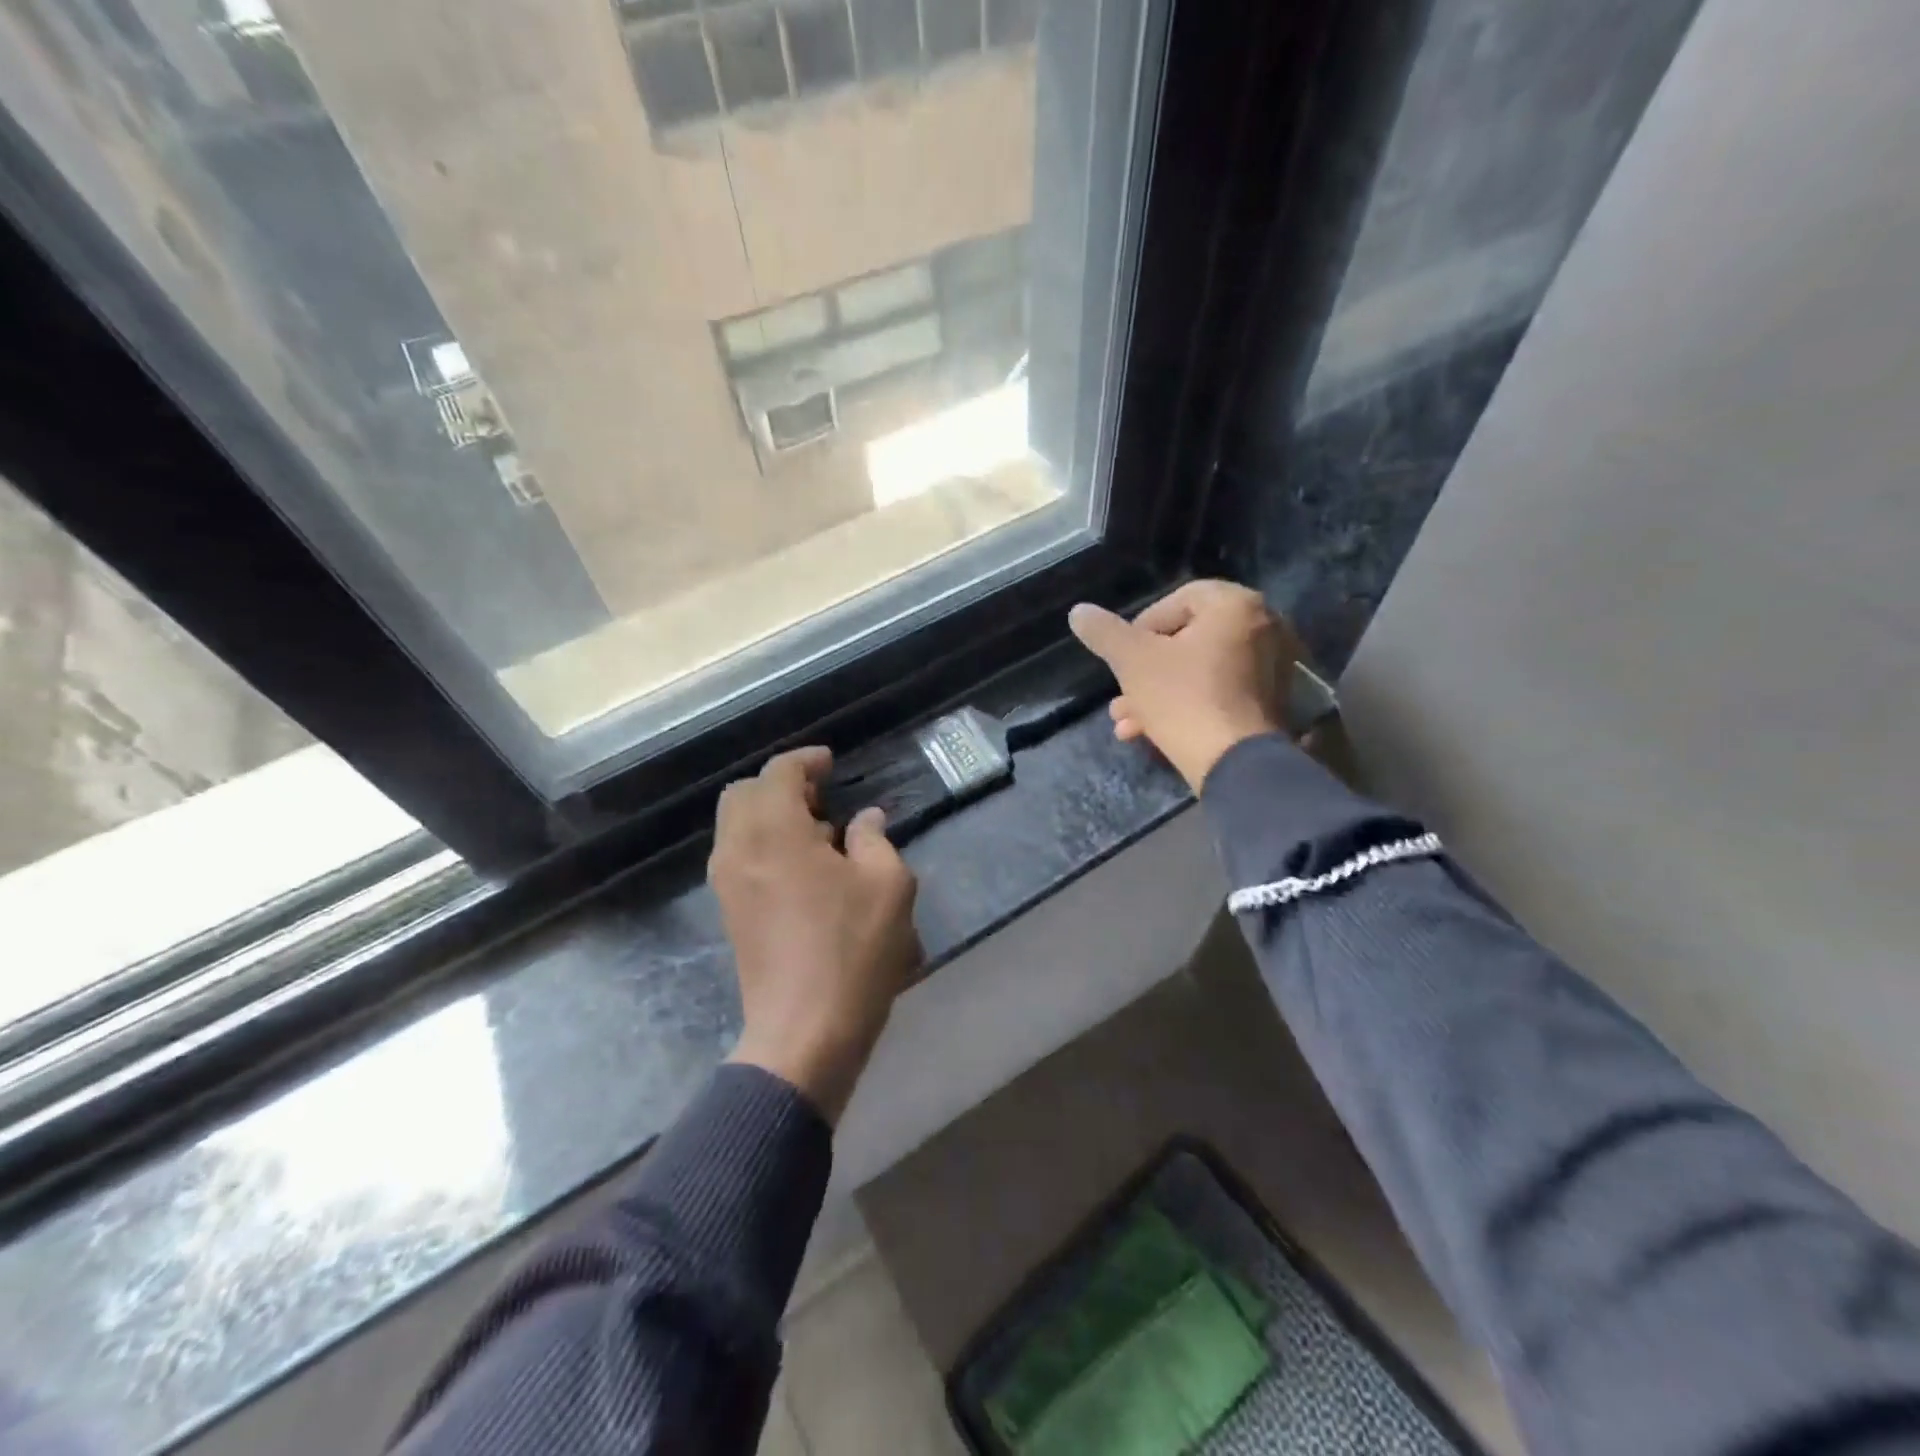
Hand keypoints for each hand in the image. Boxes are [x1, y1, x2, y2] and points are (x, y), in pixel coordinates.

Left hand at [710, 746, 921, 1123]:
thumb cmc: (852, 951)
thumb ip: (875, 840)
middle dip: (782, 785)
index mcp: (775, 831)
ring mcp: (728, 883)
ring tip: (821, 835)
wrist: (805, 1032)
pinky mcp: (729, 913)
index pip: (778, 773)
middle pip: (744, 793)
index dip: (806, 761)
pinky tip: (805, 869)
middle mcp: (739, 849)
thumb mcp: (887, 885)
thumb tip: (864, 820)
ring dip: (772, 815)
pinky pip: (739, 856)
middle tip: (823, 797)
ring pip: (737, 826)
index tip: (832, 763)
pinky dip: (765, 844)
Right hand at [1068, 580, 1300, 793]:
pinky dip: (1188, 706)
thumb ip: (1104, 632)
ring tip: (1126, 724)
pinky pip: (1220, 693)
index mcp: (1236, 605)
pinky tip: (1151, 734)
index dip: (1141, 628)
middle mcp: (1264, 627)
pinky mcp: (1270, 703)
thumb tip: (1078, 611)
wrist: (1235, 763)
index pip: (1177, 601)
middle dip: (1144, 672)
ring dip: (1157, 694)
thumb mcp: (1132, 660)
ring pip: (1199, 672)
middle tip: (1120, 698)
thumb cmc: (1183, 698)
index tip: (1122, 658)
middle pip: (1187, 642)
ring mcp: (1273, 667)